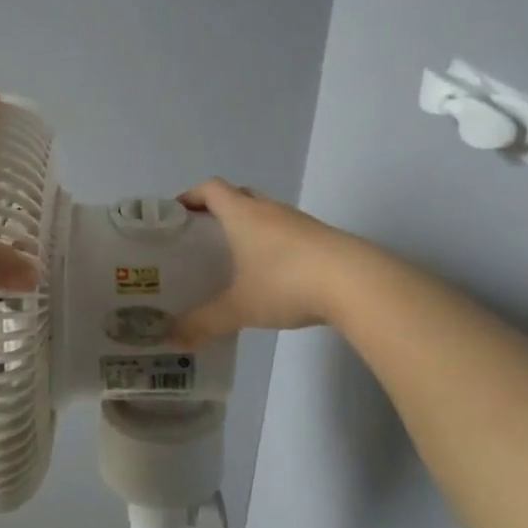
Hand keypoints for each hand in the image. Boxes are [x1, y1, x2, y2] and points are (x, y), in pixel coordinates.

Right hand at [169, 178, 366, 347]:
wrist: (356, 282)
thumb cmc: (286, 282)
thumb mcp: (239, 307)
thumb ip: (203, 323)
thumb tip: (171, 339)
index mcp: (243, 214)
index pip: (210, 189)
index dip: (190, 196)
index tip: (176, 213)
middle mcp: (269, 210)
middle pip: (238, 196)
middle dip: (217, 210)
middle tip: (202, 236)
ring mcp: (299, 223)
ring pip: (265, 215)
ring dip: (248, 228)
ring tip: (234, 258)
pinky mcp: (321, 239)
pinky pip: (287, 233)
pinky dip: (272, 245)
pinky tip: (271, 275)